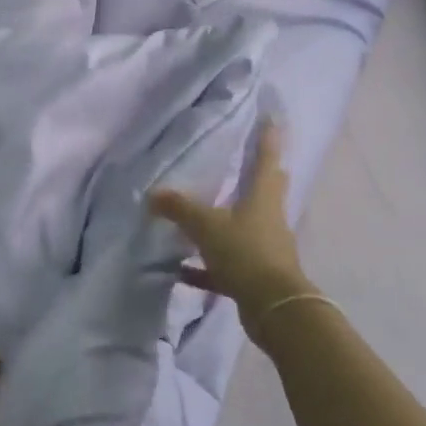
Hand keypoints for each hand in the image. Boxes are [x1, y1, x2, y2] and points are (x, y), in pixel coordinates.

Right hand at [148, 119, 313, 324]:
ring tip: (202, 216)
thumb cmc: (245, 253)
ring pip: (245, 227)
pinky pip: (227, 265)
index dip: (267, 138)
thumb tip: (151, 194)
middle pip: (265, 190)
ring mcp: (266, 248)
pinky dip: (207, 266)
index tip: (271, 119)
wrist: (273, 307)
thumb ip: (179, 209)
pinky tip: (182, 270)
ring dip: (227, 222)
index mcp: (263, 197)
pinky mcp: (256, 276)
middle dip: (258, 176)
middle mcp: (269, 219)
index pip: (266, 159)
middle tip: (245, 161)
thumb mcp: (206, 226)